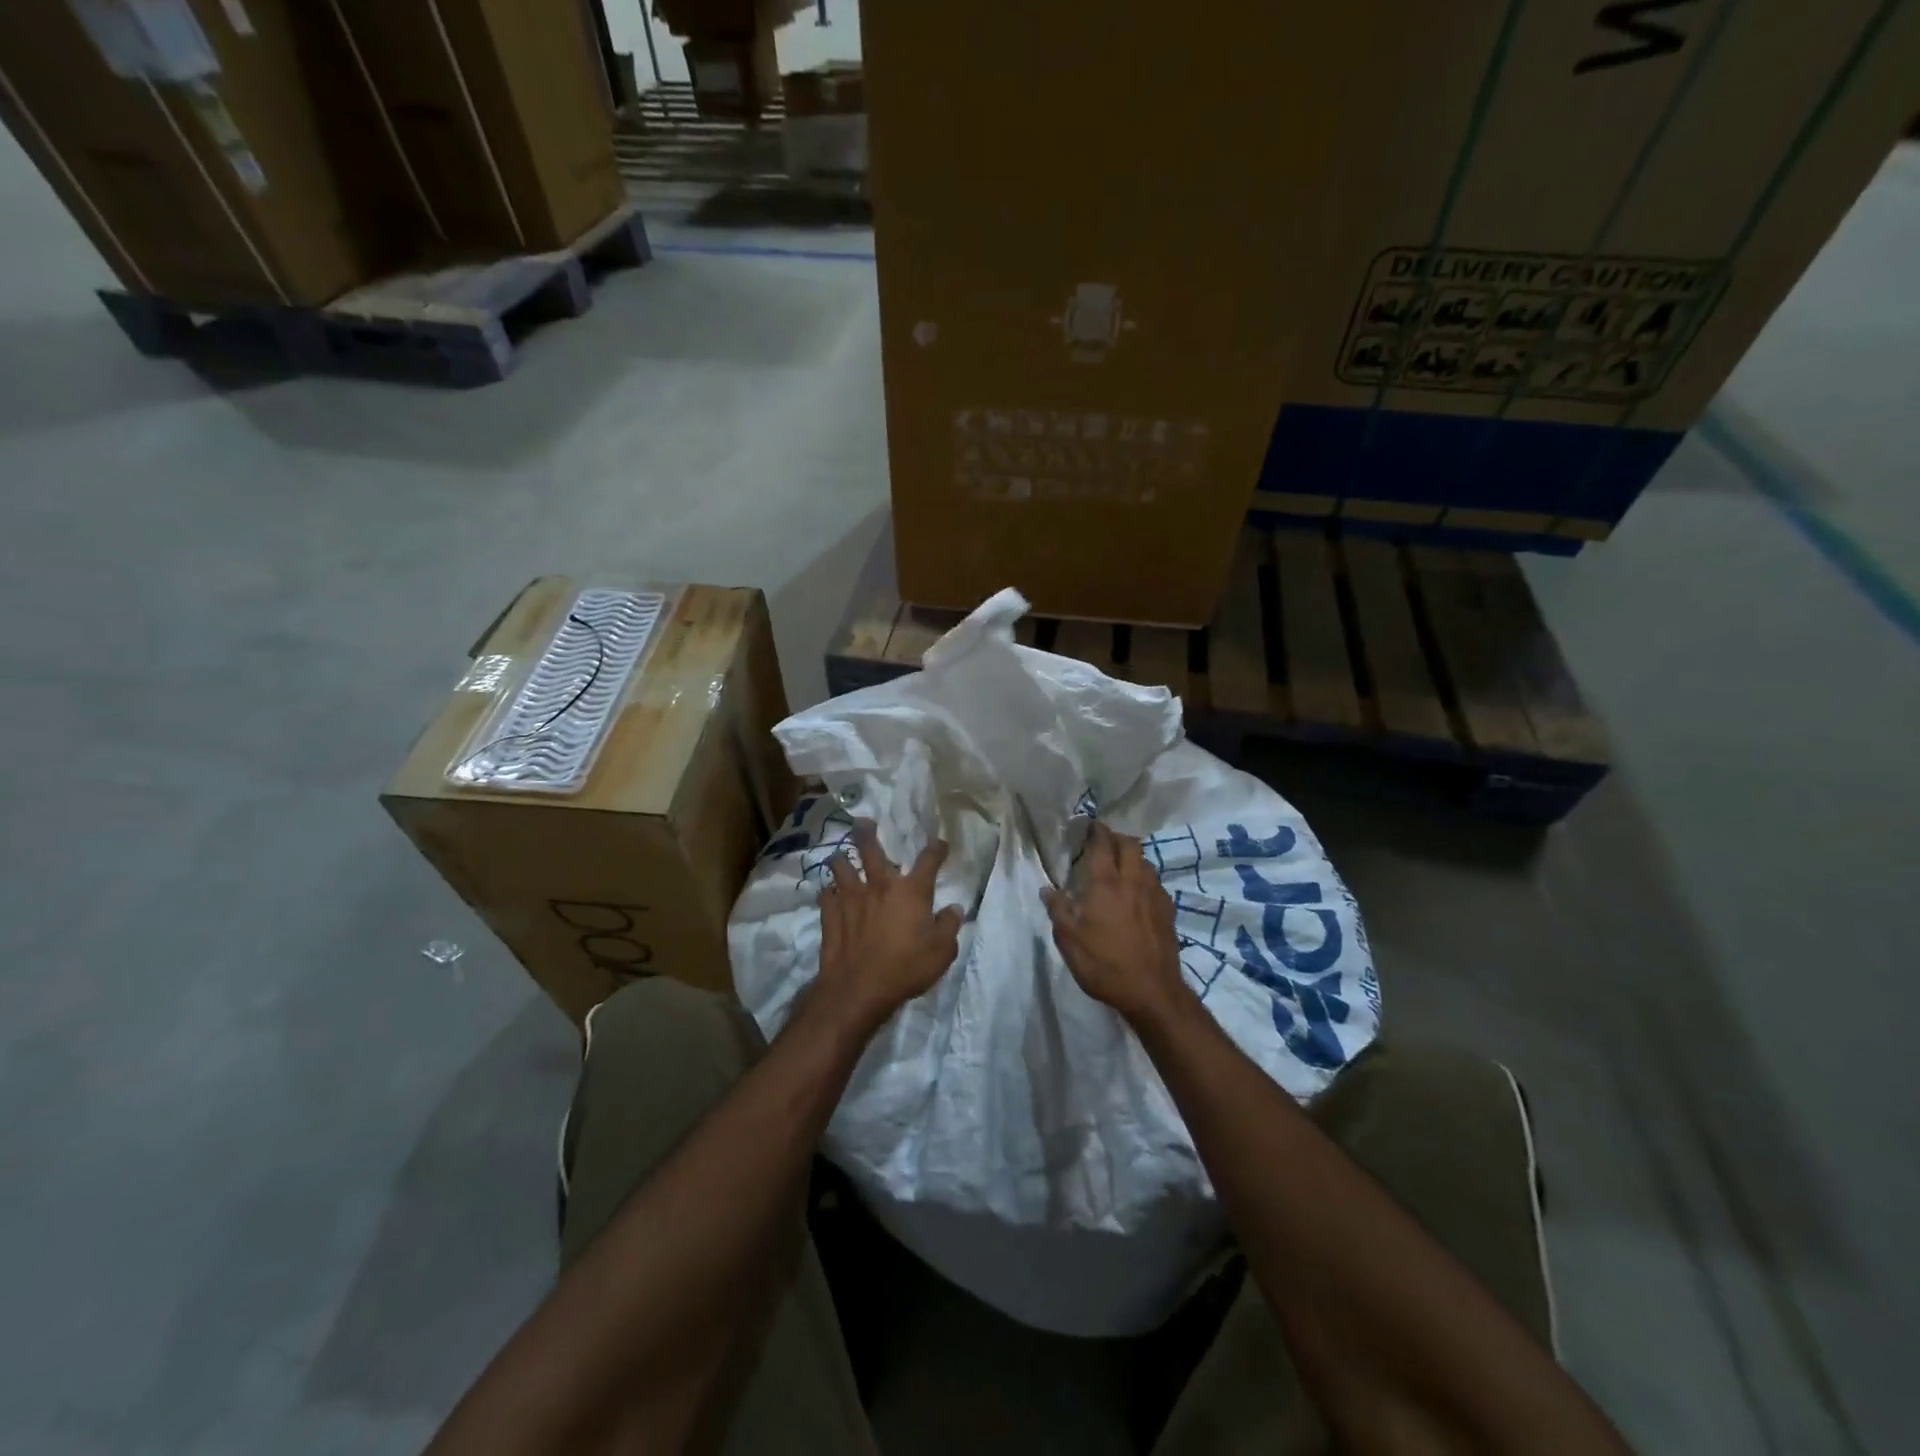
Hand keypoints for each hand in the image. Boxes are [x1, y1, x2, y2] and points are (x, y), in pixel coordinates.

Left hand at [815, 821, 962, 1036]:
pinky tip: (828, 893)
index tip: (939, 844)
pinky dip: (827, 893)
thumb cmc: (906, 968)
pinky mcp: (830, 915)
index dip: (936, 849)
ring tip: (839, 856)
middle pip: (870, 850)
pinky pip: (826, 896)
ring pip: (841, 867)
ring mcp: (851, 899)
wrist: (859, 989)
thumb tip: (954, 909)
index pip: (928, 860)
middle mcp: (880, 886)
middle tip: (863, 822)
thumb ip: (949, 926)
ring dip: (840, 860)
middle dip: (866, 833)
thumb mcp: (942, 952)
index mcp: (911, 891)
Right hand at [1044, 823, 1189, 1027]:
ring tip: (1119, 867)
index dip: (1096, 830)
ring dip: (1132, 857)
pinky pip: (1155, 883)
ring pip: (1145, 862)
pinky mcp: (1168, 911)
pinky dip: (1144, 878)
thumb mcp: (1070, 941)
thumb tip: (1047, 889)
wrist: (1153, 992)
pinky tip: (1137, 894)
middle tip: (1103, 843)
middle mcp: (1133, 881)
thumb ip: (1058, 910)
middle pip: (1130, 844)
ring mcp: (1155, 895)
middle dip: (1116, 838)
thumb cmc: (1105, 964)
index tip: (1089, 825)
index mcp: (1106, 884)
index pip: (1102, 844)